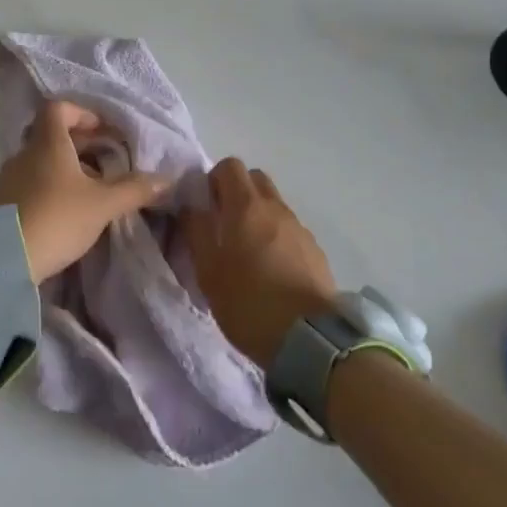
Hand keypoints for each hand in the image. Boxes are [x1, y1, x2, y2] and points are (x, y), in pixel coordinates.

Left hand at [0, 100, 171, 283]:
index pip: (58, 108)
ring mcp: (9, 177)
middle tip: (105, 161)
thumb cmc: (57, 219)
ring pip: (41, 160)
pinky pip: (30, 182)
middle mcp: (24, 153)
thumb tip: (166, 179)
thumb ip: (134, 189)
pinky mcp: (2, 202)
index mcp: (47, 143)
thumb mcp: (102, 205)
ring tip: (90, 189)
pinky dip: (50, 186)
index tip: (103, 132)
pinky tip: (66, 211)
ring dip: (65, 167)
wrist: (4, 260)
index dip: (82, 113)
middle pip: (51, 134)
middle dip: (80, 144)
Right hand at [183, 159, 336, 369]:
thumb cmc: (248, 302)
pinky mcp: (316, 251)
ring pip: (274, 205)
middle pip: (255, 179)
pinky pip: (290, 230)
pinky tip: (272, 272)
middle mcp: (276, 208)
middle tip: (224, 225)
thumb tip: (190, 206)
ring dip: (258, 217)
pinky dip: (278, 238)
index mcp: (246, 206)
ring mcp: (300, 228)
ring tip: (248, 253)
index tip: (205, 206)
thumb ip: (196, 232)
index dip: (214, 180)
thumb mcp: (208, 271)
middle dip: (237, 192)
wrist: (310, 340)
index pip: (230, 166)